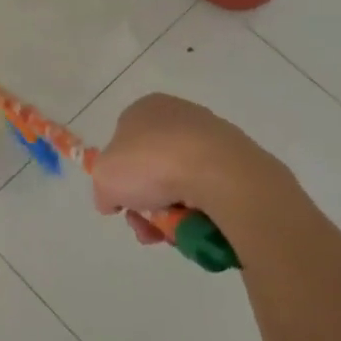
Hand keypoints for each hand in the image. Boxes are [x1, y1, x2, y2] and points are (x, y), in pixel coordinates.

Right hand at [90, 93, 292, 243]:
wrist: (218, 172)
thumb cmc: (151, 164)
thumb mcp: (104, 178)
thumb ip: (102, 189)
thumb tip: (112, 201)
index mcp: (144, 108)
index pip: (122, 142)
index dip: (118, 175)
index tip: (122, 203)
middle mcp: (178, 115)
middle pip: (152, 168)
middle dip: (146, 202)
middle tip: (146, 226)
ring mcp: (211, 136)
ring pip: (180, 183)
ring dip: (171, 212)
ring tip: (173, 232)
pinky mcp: (238, 159)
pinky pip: (209, 190)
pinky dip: (200, 210)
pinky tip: (198, 224)